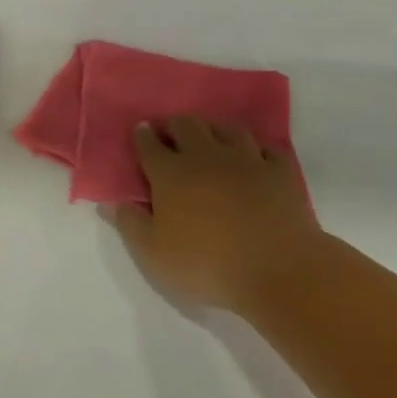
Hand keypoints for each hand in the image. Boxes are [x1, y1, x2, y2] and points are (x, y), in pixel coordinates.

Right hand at [112, 117, 323, 314]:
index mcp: (170, 173)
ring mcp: (247, 161)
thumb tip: (114, 203)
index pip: (149, 143)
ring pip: (227, 129)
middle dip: (174, 126)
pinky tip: (253, 160)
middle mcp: (205, 156)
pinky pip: (267, 149)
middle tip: (171, 137)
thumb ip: (130, 224)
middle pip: (187, 125)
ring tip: (211, 142)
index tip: (140, 132)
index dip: (142, 135)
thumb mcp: (153, 254)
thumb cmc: (208, 264)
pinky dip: (256, 151)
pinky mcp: (282, 174)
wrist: (282, 272)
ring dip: (214, 131)